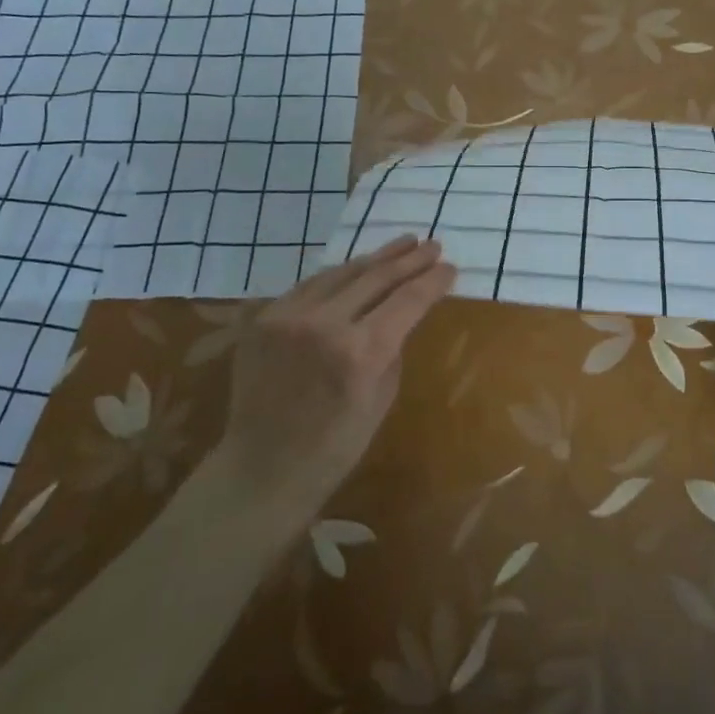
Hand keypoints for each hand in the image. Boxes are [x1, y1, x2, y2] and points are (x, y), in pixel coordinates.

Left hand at [220, 236, 455, 517]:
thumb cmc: (336, 446)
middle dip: (409, 259)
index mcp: (361, 352)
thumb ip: (394, 347)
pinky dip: (338, 275)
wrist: (263, 468)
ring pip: (341, 272)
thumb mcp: (382, 397)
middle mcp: (324, 324)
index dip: (433, 280)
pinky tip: (356, 268)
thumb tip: (402, 313)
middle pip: (376, 277)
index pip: (408, 300)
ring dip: (375, 259)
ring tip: (401, 245)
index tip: (450, 267)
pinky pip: (309, 286)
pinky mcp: (264, 318)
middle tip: (432, 245)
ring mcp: (288, 316)